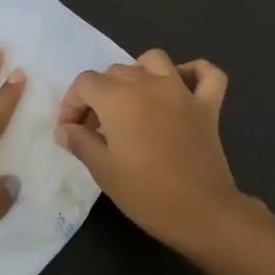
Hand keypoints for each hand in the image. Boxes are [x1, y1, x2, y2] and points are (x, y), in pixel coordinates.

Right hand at [55, 49, 265, 253]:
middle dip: (98, 95)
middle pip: (115, 71)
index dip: (71, 104)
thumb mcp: (103, 171)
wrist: (202, 214)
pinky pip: (207, 74)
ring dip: (137, 73)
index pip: (85, 83)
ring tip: (132, 100)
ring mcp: (182, 92)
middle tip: (96, 129)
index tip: (71, 131)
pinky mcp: (208, 106)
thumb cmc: (146, 194)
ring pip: (154, 60)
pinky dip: (193, 72)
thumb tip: (65, 128)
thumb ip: (80, 142)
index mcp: (120, 99)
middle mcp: (149, 85)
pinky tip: (181, 85)